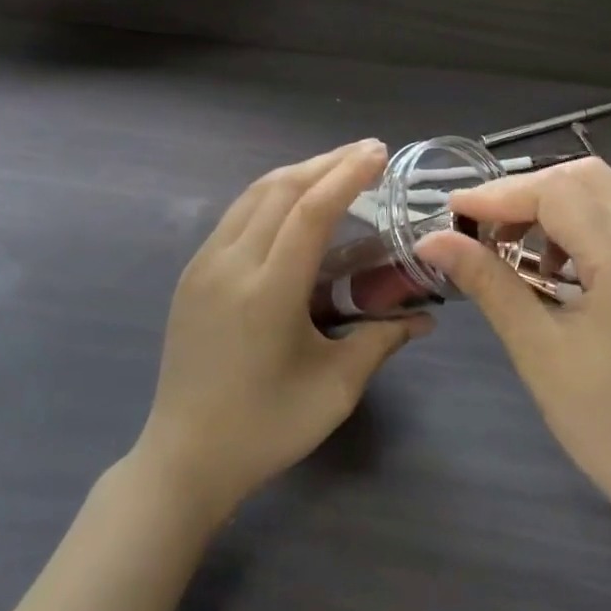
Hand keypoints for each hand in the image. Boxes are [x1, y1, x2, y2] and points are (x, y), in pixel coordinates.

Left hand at [134, 140, 430, 517]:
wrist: (183, 458)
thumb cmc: (266, 428)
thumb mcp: (335, 389)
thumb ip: (382, 340)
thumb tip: (427, 318)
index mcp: (267, 292)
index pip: (310, 211)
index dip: (347, 175)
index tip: (379, 153)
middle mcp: (230, 265)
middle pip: (281, 189)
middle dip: (326, 162)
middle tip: (367, 151)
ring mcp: (203, 265)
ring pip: (253, 195)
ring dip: (298, 173)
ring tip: (336, 167)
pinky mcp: (191, 274)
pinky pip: (236, 216)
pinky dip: (271, 195)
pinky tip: (295, 203)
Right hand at [415, 158, 610, 534]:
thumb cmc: (605, 421)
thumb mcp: (536, 348)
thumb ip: (487, 281)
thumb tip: (431, 240)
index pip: (556, 192)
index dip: (498, 195)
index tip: (452, 214)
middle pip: (582, 177)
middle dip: (524, 192)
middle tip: (480, 226)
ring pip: (600, 191)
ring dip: (549, 203)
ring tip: (509, 243)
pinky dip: (574, 221)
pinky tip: (548, 263)